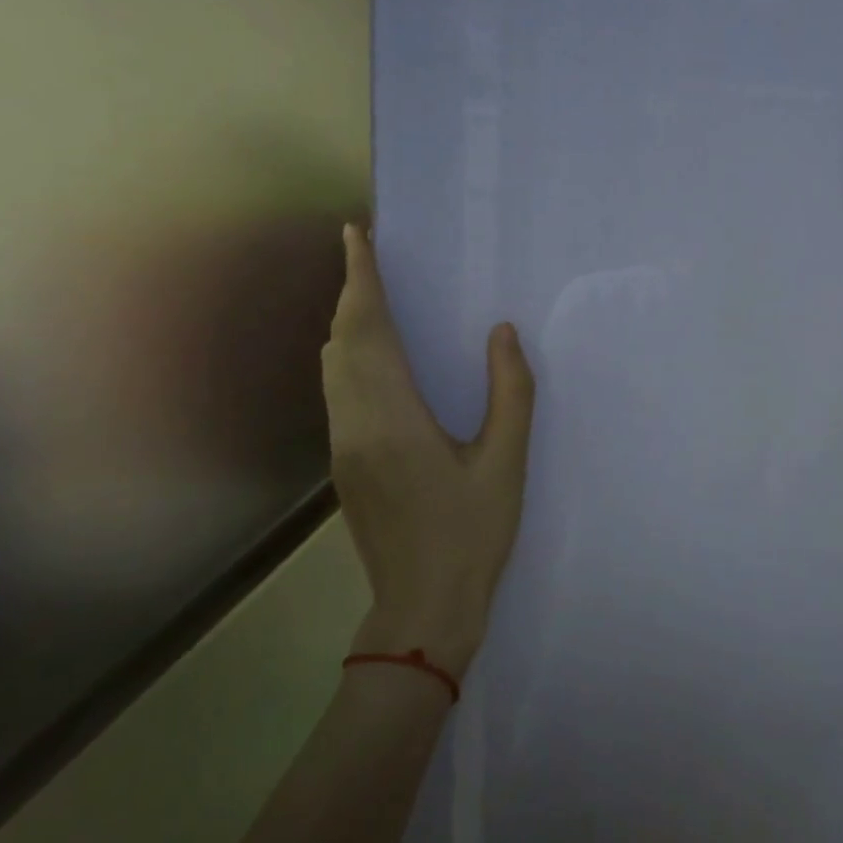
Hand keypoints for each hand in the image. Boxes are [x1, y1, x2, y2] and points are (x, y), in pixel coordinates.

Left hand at [323, 224, 535, 677]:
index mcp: (393, 418)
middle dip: (351, 293)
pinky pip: (338, 390)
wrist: (422, 608)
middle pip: (341, 342)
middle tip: (371, 256)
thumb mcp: (506, 462)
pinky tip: (376, 358)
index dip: (360, 279)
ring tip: (373, 295)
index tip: (355, 234)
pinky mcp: (344, 464)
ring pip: (332, 367)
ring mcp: (342, 446)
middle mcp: (355, 424)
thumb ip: (510, 392)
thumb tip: (502, 332)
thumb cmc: (472, 535)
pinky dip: (349, 356)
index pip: (367, 331)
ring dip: (347, 324)